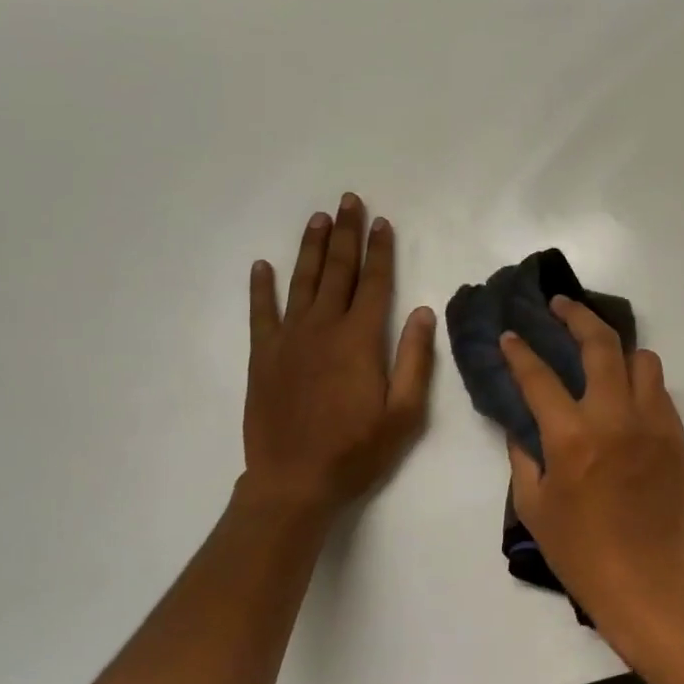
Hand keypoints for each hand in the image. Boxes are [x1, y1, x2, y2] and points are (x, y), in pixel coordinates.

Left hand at [241, 193, 435, 520]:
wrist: (293, 483)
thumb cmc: (356, 451)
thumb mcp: (404, 413)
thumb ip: (414, 359)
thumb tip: (422, 312)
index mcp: (360, 339)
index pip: (374, 283)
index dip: (380, 250)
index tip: (381, 222)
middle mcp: (323, 328)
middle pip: (337, 271)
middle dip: (345, 234)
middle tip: (348, 201)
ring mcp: (289, 340)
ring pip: (302, 282)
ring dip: (311, 248)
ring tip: (318, 219)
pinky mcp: (263, 356)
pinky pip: (261, 313)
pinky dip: (261, 288)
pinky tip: (262, 266)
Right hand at [501, 298, 683, 627]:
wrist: (647, 582)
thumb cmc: (580, 551)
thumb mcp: (533, 505)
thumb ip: (523, 455)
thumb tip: (521, 424)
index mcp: (572, 437)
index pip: (539, 376)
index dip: (520, 351)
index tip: (511, 335)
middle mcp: (615, 417)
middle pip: (601, 344)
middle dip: (576, 316)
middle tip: (561, 305)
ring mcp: (652, 423)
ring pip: (641, 359)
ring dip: (617, 350)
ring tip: (600, 354)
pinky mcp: (676, 436)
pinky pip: (659, 390)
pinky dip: (639, 381)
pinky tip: (624, 394)